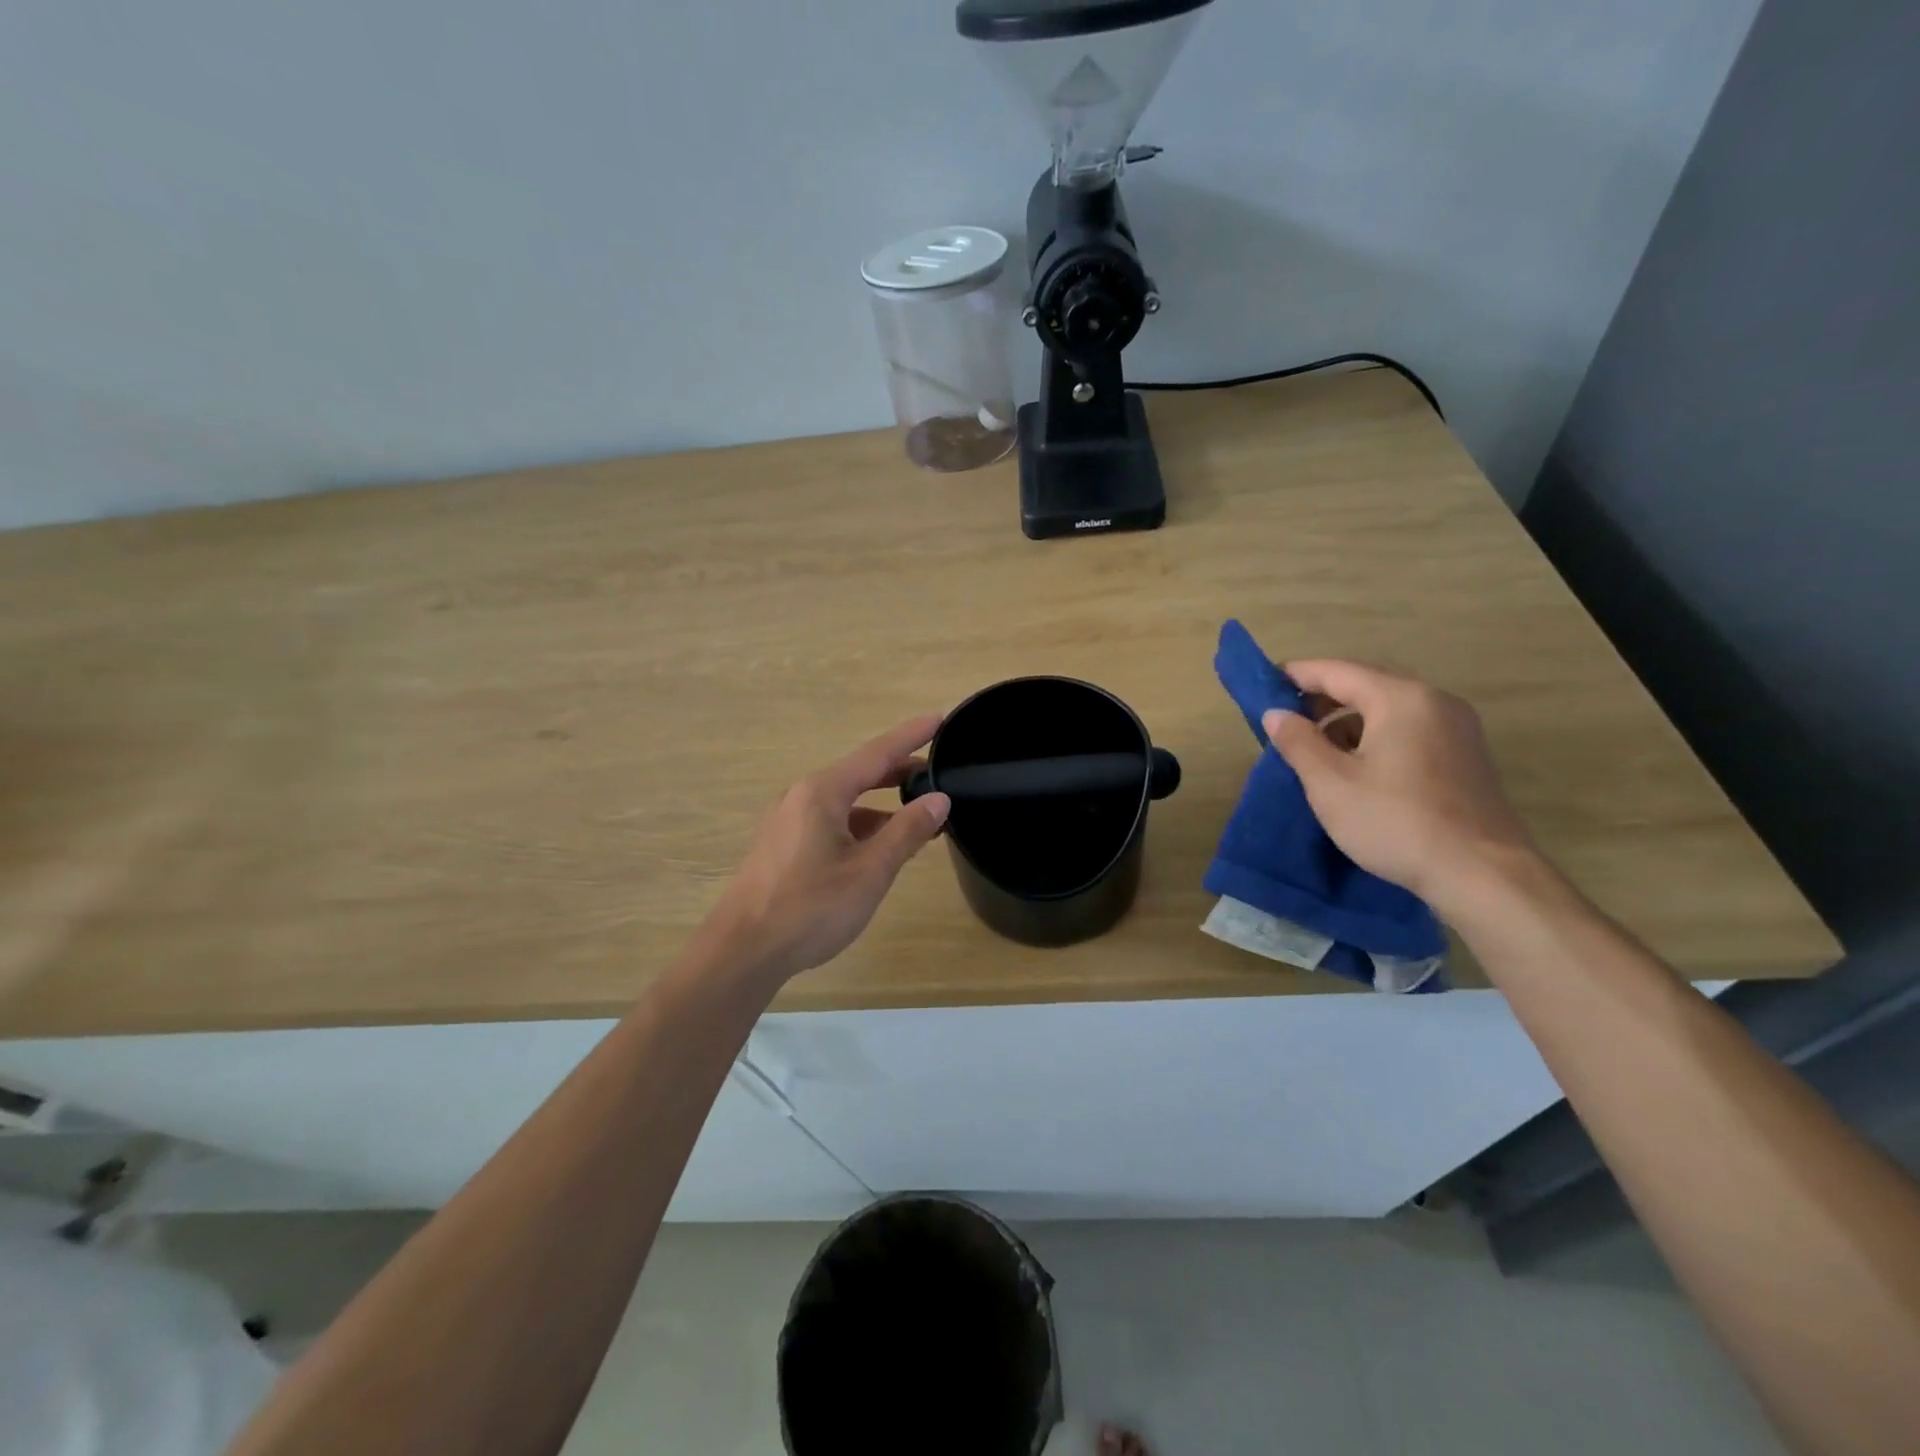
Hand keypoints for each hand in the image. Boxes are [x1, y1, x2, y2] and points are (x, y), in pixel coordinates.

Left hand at [707, 716, 951, 983]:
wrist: (742, 952)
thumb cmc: (811, 907)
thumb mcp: (870, 870)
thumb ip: (907, 831)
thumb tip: (939, 798)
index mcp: (822, 792)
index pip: (877, 753)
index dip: (911, 736)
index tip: (940, 719)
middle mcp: (801, 797)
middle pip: (859, 774)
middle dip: (899, 772)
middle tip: (938, 773)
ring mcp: (786, 822)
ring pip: (844, 802)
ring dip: (881, 806)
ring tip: (917, 819)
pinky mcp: (781, 846)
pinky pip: (829, 822)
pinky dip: (859, 826)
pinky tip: (877, 848)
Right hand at [1262, 661, 1537, 908]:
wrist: (1482, 875)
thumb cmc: (1395, 822)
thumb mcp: (1330, 783)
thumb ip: (1298, 742)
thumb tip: (1276, 713)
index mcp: (1401, 698)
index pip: (1337, 671)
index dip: (1296, 675)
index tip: (1263, 687)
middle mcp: (1434, 701)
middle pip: (1365, 685)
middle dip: (1321, 699)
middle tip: (1283, 720)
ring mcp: (1456, 728)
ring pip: (1387, 709)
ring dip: (1347, 721)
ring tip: (1314, 749)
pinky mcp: (1465, 755)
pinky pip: (1408, 729)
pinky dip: (1375, 736)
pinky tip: (1355, 767)